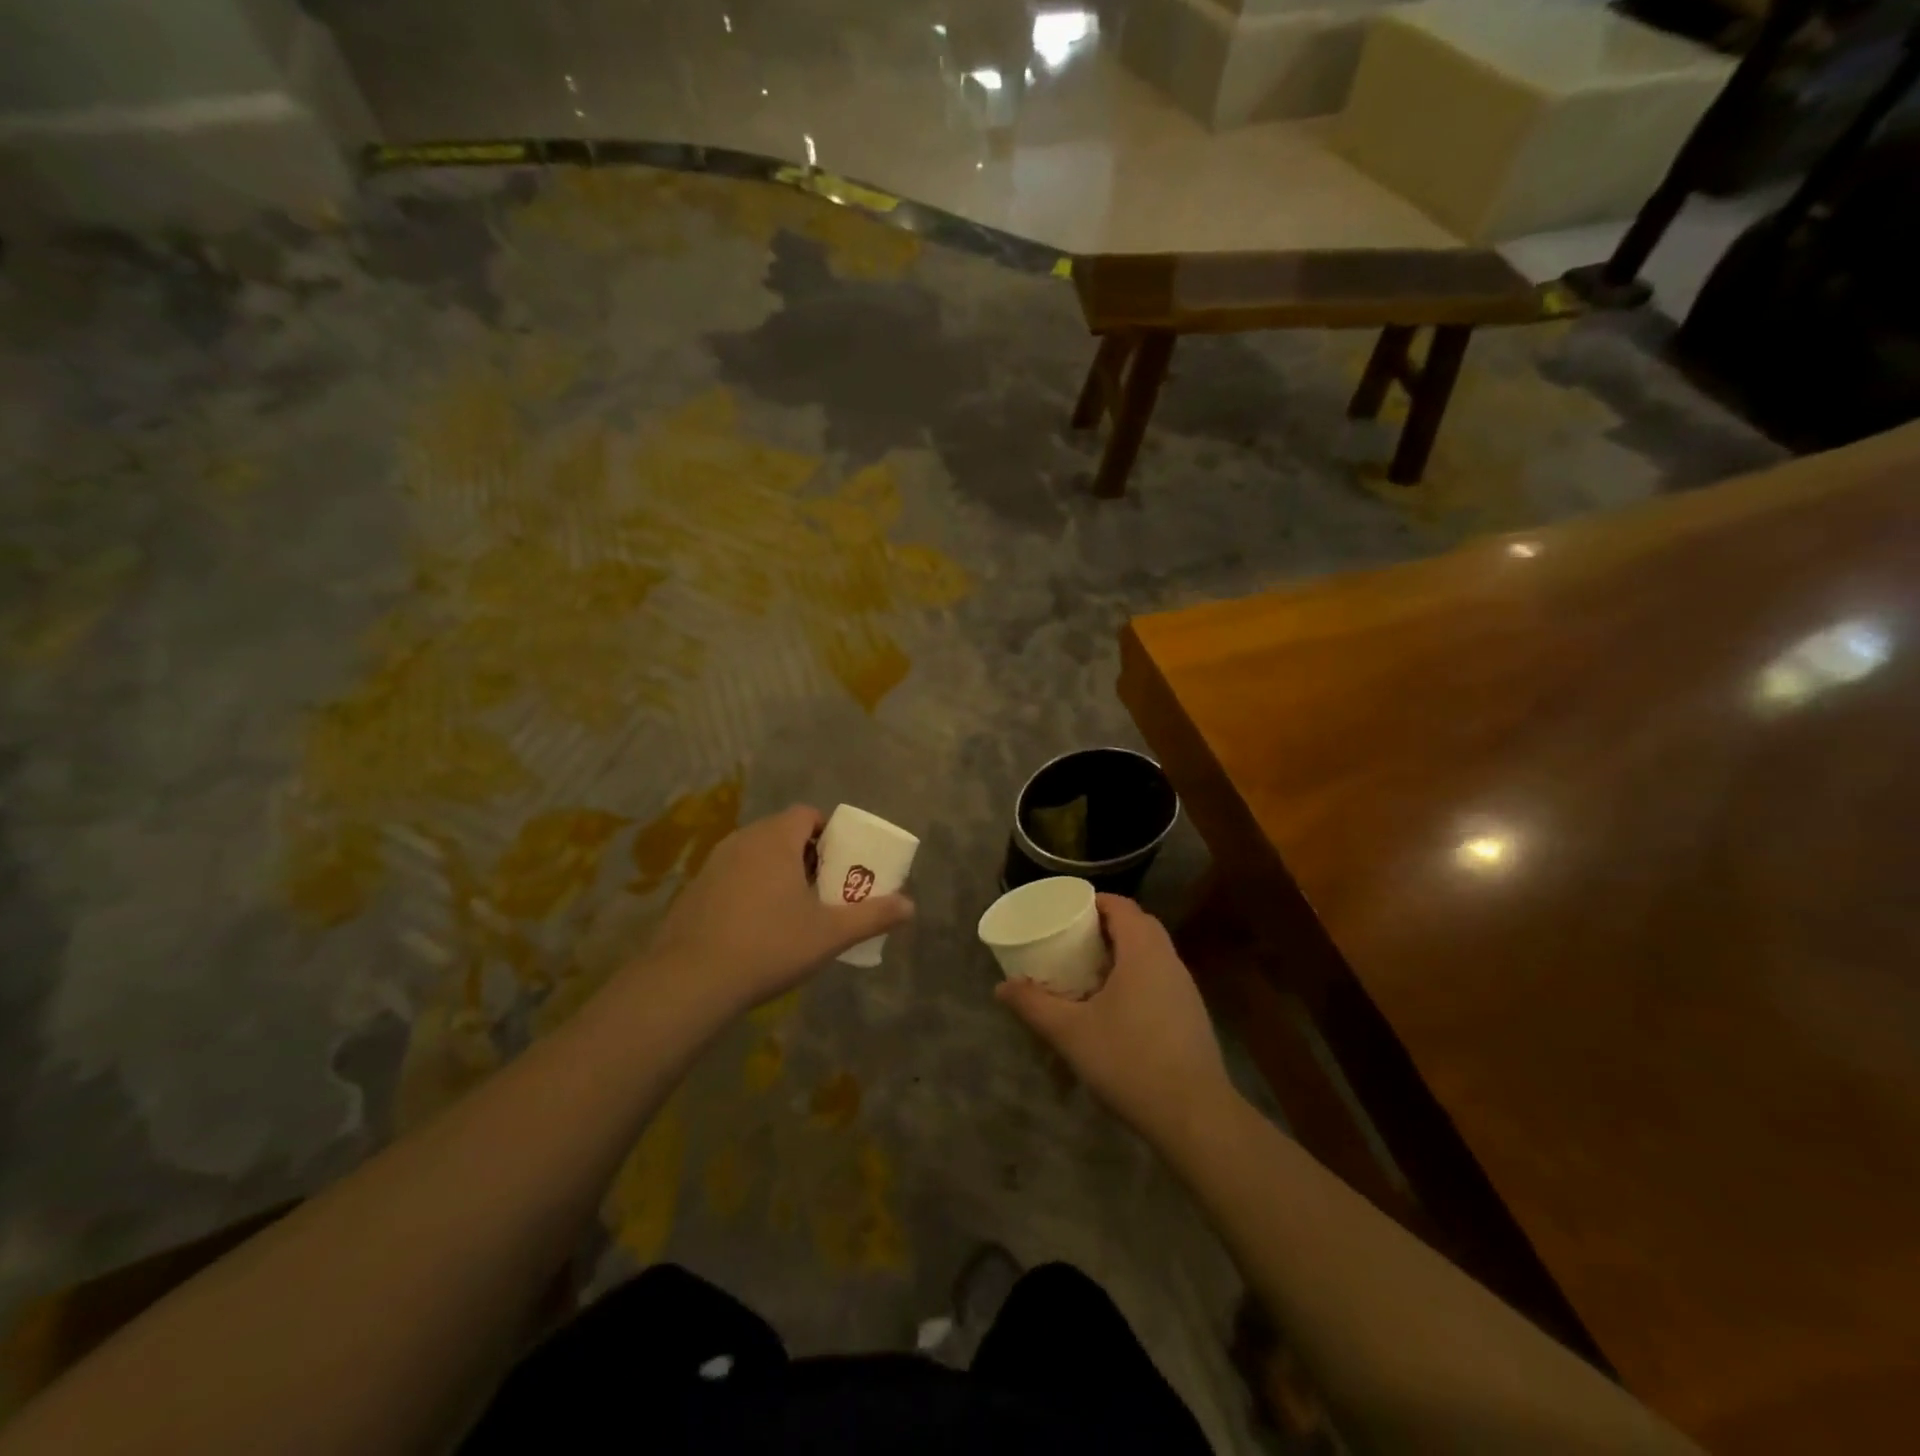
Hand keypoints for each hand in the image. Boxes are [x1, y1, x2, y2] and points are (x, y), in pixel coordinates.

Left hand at [642, 805, 912, 1016]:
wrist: (690, 982)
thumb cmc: (769, 945)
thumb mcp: (829, 934)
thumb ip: (872, 915)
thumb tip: (911, 906)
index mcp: (775, 839)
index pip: (806, 815)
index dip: (828, 833)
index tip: (840, 863)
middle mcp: (742, 841)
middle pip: (782, 833)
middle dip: (807, 855)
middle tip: (824, 890)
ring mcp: (713, 864)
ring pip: (756, 855)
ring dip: (778, 872)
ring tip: (793, 910)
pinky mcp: (694, 890)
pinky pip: (733, 876)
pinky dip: (750, 889)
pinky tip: (756, 928)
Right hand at [996, 895, 1233, 1146]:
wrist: (1194, 1116)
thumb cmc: (1129, 1061)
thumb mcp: (1070, 1033)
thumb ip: (1034, 1005)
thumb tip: (1001, 987)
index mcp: (1143, 951)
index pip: (1121, 905)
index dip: (1093, 901)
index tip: (1066, 912)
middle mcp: (1169, 960)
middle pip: (1138, 925)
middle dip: (1105, 927)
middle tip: (1072, 941)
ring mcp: (1185, 988)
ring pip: (1151, 953)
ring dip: (1122, 953)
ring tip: (1088, 972)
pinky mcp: (1192, 1014)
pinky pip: (1160, 977)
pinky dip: (1136, 976)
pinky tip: (1116, 1007)